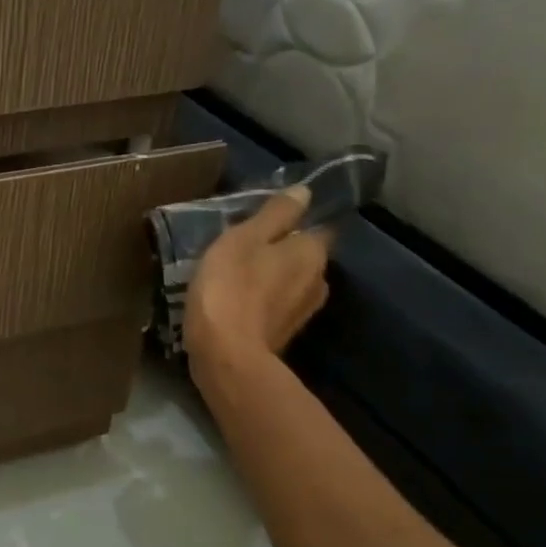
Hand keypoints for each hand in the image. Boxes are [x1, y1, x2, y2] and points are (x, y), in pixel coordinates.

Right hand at [182, 186, 330, 382]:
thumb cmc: (231, 286)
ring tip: (236, 274)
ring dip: (270, 278)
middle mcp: (319, 281)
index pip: (316, 227)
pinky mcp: (284, 335)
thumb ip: (275, 214)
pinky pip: (276, 306)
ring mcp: (303, 312)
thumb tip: (305, 192)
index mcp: (312, 252)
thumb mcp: (244, 238)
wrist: (226, 354)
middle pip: (303, 256)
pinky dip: (262, 301)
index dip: (293, 222)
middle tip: (244, 247)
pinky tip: (237, 300)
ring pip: (289, 283)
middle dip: (280, 251)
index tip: (265, 222)